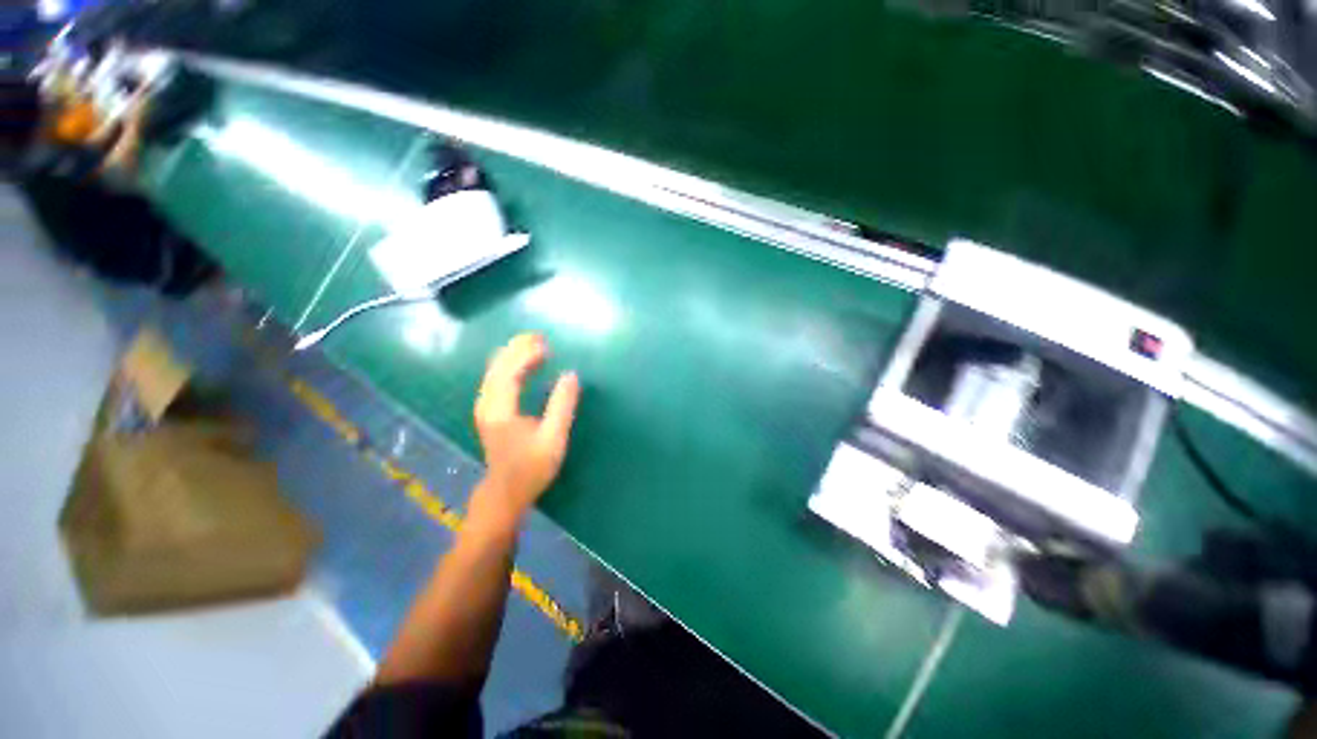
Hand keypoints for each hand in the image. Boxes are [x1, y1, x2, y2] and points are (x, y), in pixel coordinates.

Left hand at [471, 334, 579, 527]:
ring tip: (534, 344)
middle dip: (517, 348)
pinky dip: (509, 365)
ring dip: (513, 354)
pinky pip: (496, 378)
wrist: (505, 492)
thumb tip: (571, 375)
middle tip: (539, 336)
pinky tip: (522, 363)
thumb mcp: (553, 438)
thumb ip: (562, 405)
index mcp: (500, 409)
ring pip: (494, 371)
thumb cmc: (531, 468)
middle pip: (498, 366)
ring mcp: (485, 406)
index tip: (546, 344)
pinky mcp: (489, 410)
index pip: (509, 371)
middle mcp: (487, 403)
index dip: (526, 354)